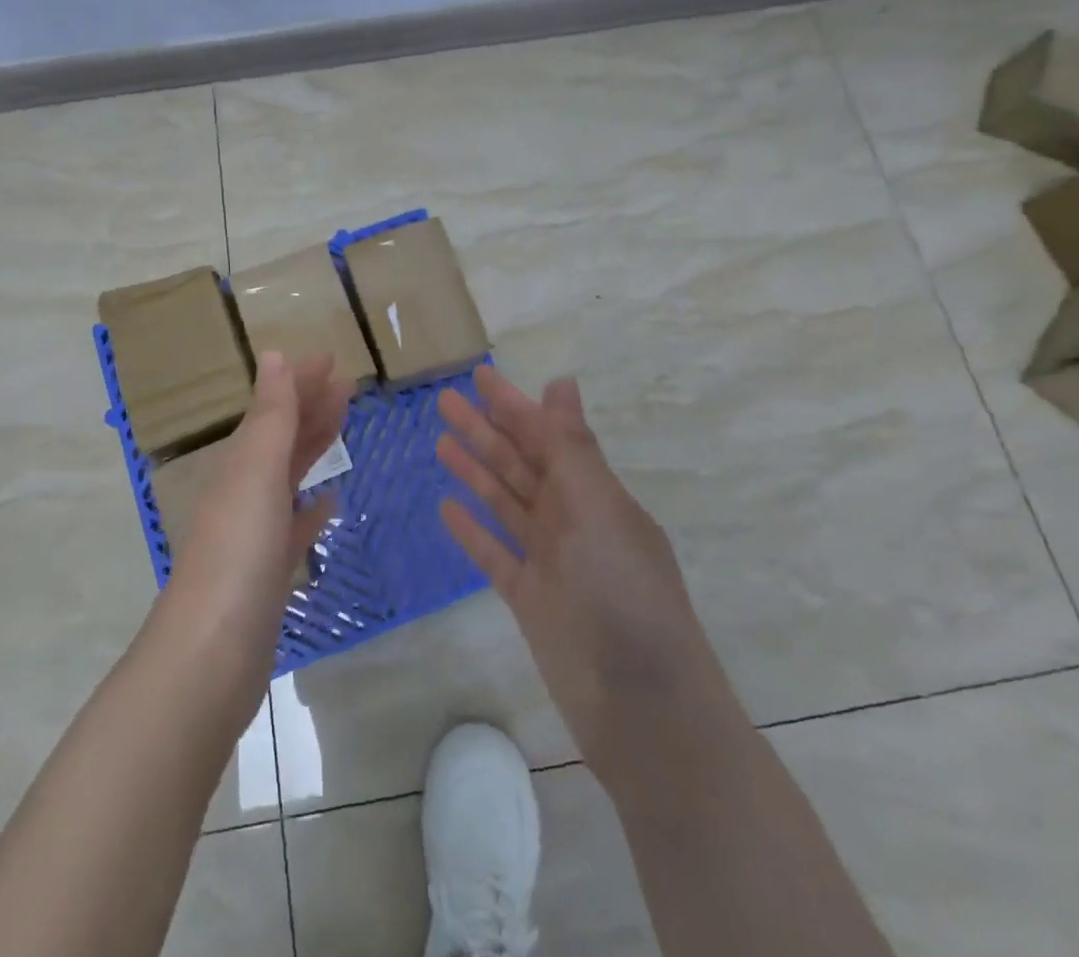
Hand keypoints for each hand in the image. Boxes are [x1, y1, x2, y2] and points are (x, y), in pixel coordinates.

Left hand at [165, 351, 348, 663]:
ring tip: (342, 427)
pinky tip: (329, 502)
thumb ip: (270, 416)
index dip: (301, 381)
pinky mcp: (268, 574)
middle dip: (311, 407)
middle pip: (282, 438)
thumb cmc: (238, 554)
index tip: (333, 359)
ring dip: (313, 448)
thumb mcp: (256, 473)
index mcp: (241, 465)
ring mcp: (255, 535)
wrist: (210, 657)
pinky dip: (311, 508)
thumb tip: (273, 354)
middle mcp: (244, 492)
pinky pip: (294, 527)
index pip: (274, 409)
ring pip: (289, 477)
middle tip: (348, 385)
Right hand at [437, 367, 725, 778]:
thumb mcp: (599, 509)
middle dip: (484, 430)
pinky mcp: (529, 598)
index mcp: (593, 492)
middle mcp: (571, 518)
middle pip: (519, 463)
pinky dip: (472, 530)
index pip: (545, 435)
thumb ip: (572, 448)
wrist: (639, 704)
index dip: (512, 404)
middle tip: (443, 399)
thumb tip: (561, 382)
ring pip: (503, 501)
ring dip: (474, 471)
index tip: (478, 375)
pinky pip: (493, 553)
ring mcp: (549, 559)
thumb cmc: (622, 592)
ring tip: (439, 441)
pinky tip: (446, 507)